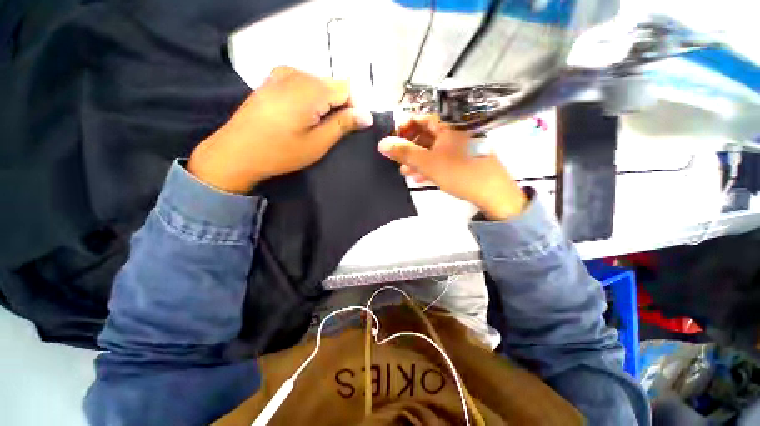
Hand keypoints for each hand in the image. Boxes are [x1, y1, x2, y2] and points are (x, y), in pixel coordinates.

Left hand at [188, 66, 373, 193]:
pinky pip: (301, 83)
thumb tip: (367, 116)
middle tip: (331, 131)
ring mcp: (281, 74)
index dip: (354, 108)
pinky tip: (300, 115)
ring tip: (314, 126)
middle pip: (332, 84)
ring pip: (318, 84)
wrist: (237, 152)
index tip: (350, 128)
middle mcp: (297, 74)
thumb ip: (344, 124)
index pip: (347, 89)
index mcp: (312, 88)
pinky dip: (308, 98)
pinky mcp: (272, 80)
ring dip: (324, 103)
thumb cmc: (281, 151)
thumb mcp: (319, 142)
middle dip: (339, 106)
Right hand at [378, 116, 526, 219]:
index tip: (392, 141)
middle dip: (409, 148)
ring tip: (405, 173)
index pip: (420, 119)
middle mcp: (454, 132)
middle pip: (426, 135)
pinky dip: (430, 166)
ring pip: (433, 149)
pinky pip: (442, 159)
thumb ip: (404, 153)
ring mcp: (460, 146)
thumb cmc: (460, 173)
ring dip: (417, 160)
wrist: (493, 192)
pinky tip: (420, 178)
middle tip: (397, 160)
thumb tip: (381, 144)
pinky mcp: (463, 160)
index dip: (404, 128)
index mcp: (447, 126)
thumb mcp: (428, 163)